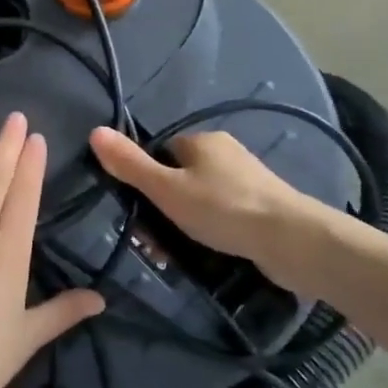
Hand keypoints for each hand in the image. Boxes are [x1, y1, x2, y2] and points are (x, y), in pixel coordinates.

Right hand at [89, 126, 317, 268]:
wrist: (292, 241)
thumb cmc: (223, 208)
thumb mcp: (166, 189)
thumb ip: (130, 164)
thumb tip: (94, 131)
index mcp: (202, 141)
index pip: (161, 152)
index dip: (146, 180)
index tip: (138, 210)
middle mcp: (226, 153)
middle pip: (180, 178)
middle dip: (164, 209)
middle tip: (154, 243)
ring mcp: (248, 181)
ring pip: (201, 200)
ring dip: (184, 225)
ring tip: (175, 256)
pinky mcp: (263, 208)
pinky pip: (224, 216)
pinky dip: (211, 232)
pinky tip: (208, 255)